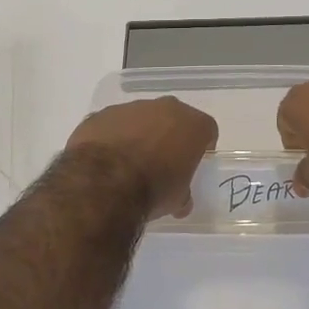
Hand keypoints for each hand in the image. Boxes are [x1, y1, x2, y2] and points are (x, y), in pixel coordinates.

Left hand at [63, 97, 216, 219]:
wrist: (104, 181)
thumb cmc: (153, 188)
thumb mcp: (177, 199)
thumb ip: (183, 193)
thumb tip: (181, 201)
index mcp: (191, 124)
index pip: (206, 129)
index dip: (202, 146)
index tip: (194, 162)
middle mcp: (164, 107)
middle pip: (173, 118)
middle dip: (170, 136)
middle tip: (163, 162)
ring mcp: (130, 107)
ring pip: (141, 118)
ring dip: (139, 135)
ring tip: (130, 164)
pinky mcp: (102, 114)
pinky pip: (113, 125)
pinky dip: (113, 138)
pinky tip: (106, 161)